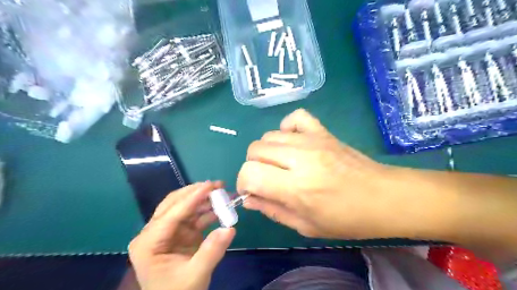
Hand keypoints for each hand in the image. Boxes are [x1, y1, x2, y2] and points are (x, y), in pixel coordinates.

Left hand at [128, 182, 234, 287]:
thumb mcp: (195, 275)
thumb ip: (212, 251)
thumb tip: (230, 228)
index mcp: (148, 242)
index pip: (171, 213)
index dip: (192, 198)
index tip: (210, 185)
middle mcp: (154, 233)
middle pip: (174, 204)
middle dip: (196, 193)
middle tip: (217, 185)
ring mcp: (167, 232)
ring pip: (184, 208)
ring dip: (203, 201)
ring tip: (222, 194)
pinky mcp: (180, 234)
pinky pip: (193, 218)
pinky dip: (207, 212)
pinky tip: (220, 209)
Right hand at [236, 109, 421, 240]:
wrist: (384, 197)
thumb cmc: (346, 219)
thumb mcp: (305, 226)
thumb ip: (272, 210)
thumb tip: (249, 198)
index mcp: (296, 187)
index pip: (249, 173)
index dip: (243, 183)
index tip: (251, 191)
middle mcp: (300, 158)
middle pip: (255, 150)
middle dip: (253, 167)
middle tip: (266, 180)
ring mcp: (312, 140)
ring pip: (268, 135)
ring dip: (266, 152)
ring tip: (279, 164)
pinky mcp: (322, 131)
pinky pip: (294, 118)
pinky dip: (286, 129)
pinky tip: (292, 143)